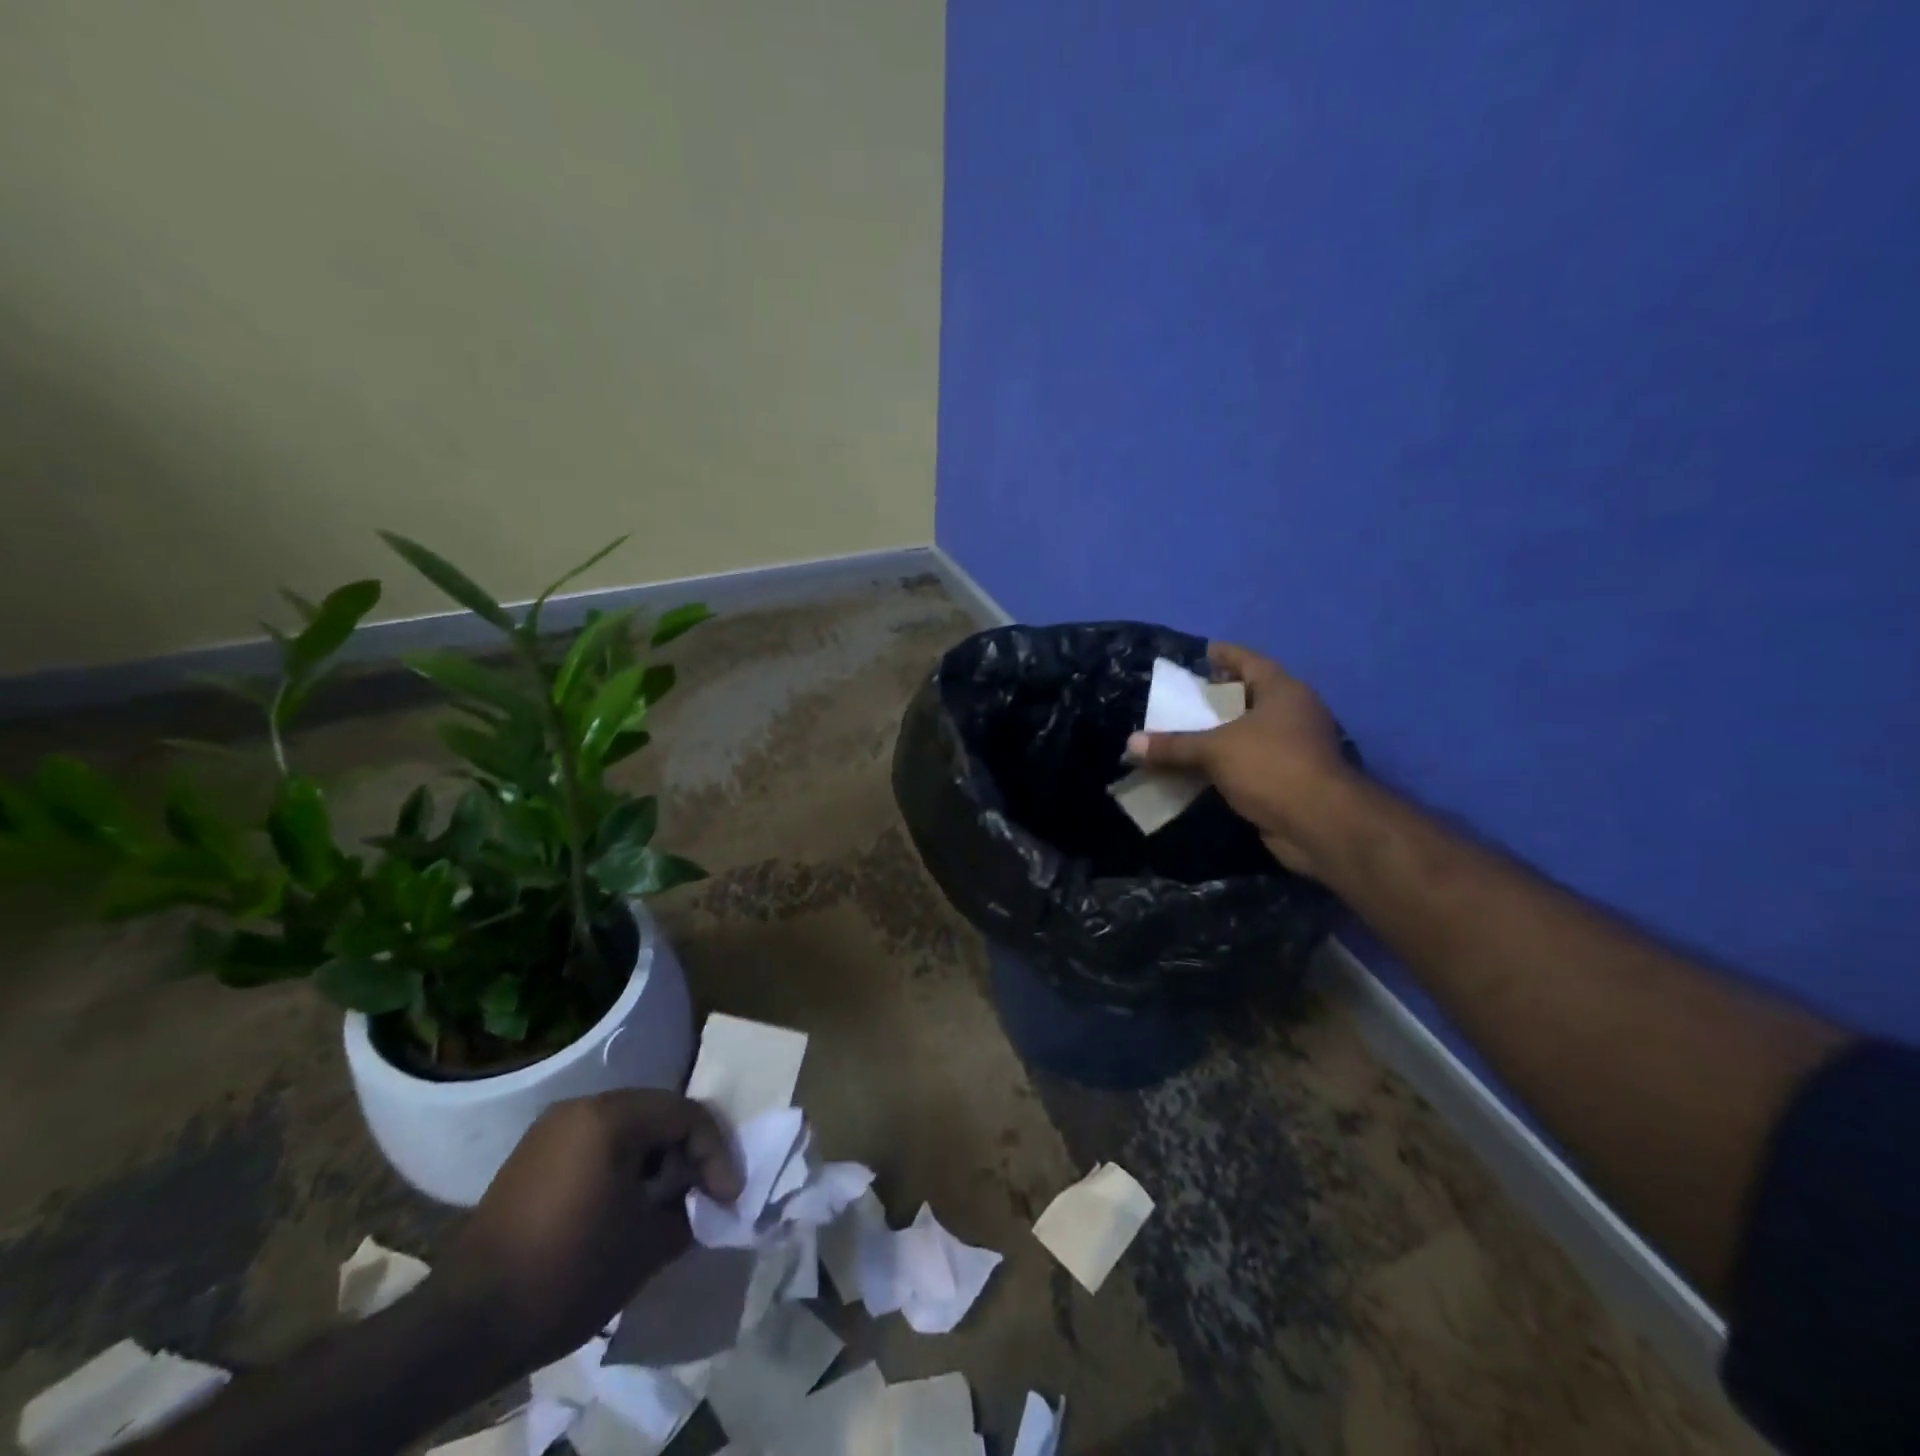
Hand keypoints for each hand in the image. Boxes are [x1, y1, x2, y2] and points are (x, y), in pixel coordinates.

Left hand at [427, 1090, 741, 1370]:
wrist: (464, 1326)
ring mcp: (551, 1129)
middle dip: (687, 1152)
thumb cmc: (567, 1274)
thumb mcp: (648, 1245)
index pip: (686, 1114)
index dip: (716, 1153)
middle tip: (703, 1194)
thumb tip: (700, 1201)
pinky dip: (621, 1166)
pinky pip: (595, 1144)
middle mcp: (581, 1107)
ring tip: (666, 1202)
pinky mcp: (531, 1156)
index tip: (728, 1197)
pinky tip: (625, 1205)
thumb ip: (688, 1210)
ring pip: (626, 1127)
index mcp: (611, 1117)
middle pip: (657, 1113)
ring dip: (655, 1159)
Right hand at [1127, 643, 1353, 876]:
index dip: (1225, 655)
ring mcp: (1295, 747)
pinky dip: (1227, 764)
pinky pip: (1250, 763)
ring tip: (1185, 732)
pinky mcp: (1290, 779)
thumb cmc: (1271, 766)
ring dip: (1220, 734)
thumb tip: (1131, 743)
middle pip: (1250, 696)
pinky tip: (1200, 769)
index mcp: (1283, 691)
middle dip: (1218, 697)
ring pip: (1250, 733)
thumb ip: (1174, 745)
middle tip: (1185, 696)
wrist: (1319, 823)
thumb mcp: (1215, 750)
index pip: (1249, 661)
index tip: (1202, 652)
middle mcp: (1293, 713)